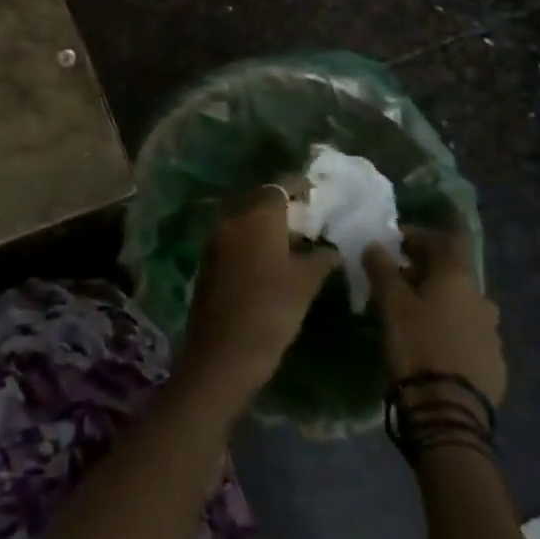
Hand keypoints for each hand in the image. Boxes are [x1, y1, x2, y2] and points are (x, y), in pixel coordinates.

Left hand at [180, 187, 339, 410]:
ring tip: (292, 241)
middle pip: (259, 200)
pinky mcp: (208, 260)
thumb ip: (320, 259)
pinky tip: (269, 260)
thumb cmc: (271, 312)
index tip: (315, 192)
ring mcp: (216, 240)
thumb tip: (331, 249)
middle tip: (306, 218)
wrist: (223, 352)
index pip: (279, 186)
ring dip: (266, 224)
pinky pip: (234, 239)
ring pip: (245, 220)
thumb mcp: (305, 284)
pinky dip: (252, 241)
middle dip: (282, 205)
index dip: (298, 186)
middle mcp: (232, 220)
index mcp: (257, 217)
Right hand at [363, 220, 506, 408]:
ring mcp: (492, 333)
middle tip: (395, 277)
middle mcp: (481, 298)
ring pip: (460, 304)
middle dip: (423, 270)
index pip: (444, 239)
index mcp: (458, 278)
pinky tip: (430, 343)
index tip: (393, 240)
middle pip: (451, 272)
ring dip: (437, 301)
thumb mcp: (389, 302)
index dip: (418, 234)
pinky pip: (467, 333)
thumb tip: (375, 245)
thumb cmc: (416, 345)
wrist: (449, 413)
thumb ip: (381, 267)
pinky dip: (448, 328)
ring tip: (410, 313)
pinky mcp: (494, 363)